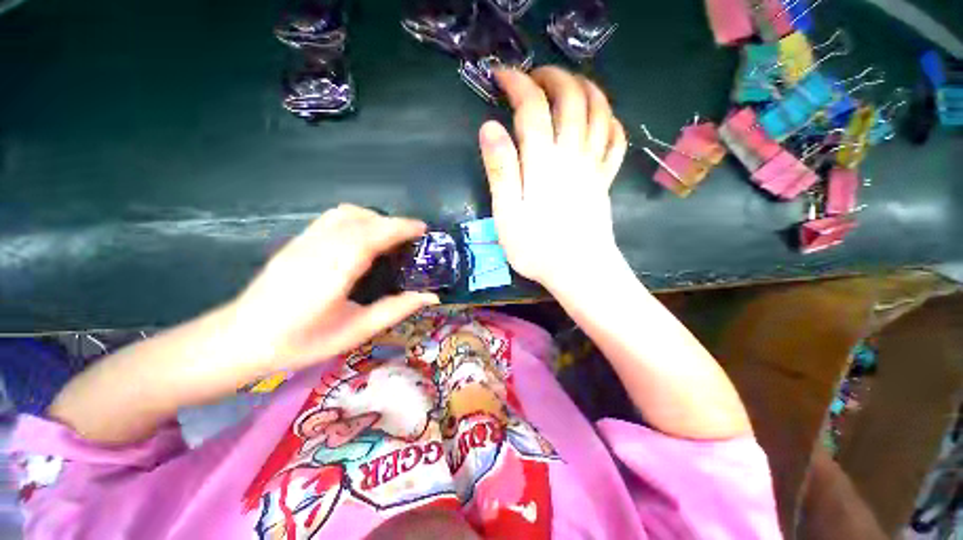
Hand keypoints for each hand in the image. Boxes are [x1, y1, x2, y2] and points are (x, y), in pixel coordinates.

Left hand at [228, 204, 438, 372]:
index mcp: (335, 270)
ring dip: (374, 218)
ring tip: (390, 236)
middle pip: (362, 219)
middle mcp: (319, 248)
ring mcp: (303, 241)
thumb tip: (430, 296)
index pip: (373, 235)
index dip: (401, 227)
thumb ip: (395, 309)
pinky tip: (362, 239)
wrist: (238, 340)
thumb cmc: (300, 342)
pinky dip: (356, 219)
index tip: (423, 229)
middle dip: (393, 222)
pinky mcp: (295, 242)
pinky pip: (332, 219)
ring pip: (345, 214)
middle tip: (412, 238)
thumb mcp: (355, 331)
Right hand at [479, 66, 627, 289]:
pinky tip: (601, 117)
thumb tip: (489, 128)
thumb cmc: (537, 249)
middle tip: (534, 76)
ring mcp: (594, 166)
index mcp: (543, 163)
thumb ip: (500, 170)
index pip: (532, 108)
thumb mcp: (506, 214)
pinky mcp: (605, 180)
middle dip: (552, 77)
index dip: (517, 84)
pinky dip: (610, 120)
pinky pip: (615, 141)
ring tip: (569, 83)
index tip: (501, 77)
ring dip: (585, 88)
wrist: (580, 272)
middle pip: (572, 99)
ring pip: (599, 112)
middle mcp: (572, 155)